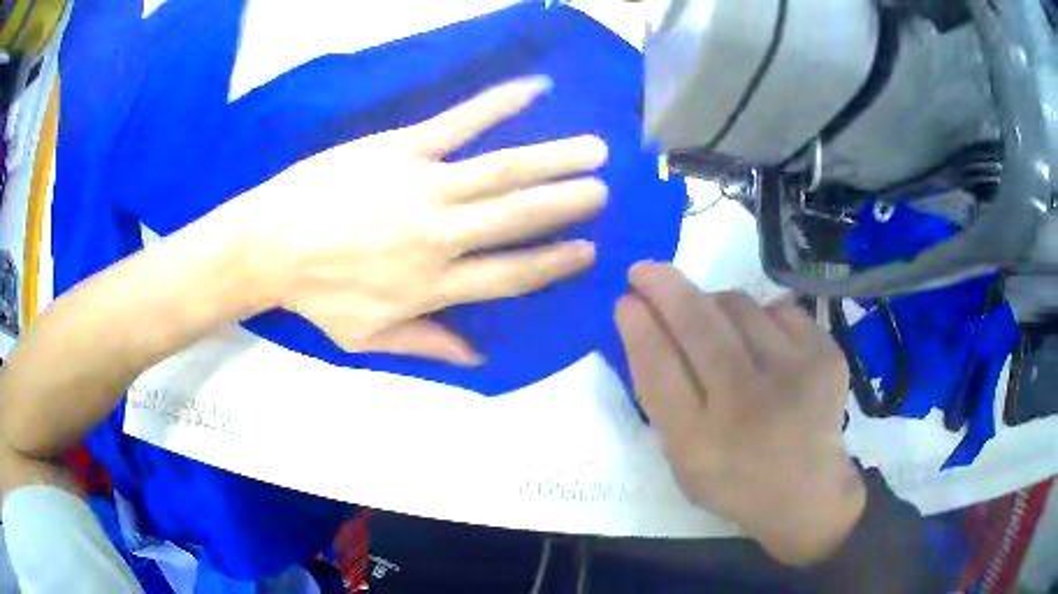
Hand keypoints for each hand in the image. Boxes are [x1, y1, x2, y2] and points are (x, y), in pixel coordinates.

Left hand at [231, 77, 607, 363]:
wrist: (270, 245)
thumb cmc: (317, 295)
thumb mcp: (367, 338)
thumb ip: (428, 345)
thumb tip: (479, 359)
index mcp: (434, 285)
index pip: (511, 276)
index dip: (554, 264)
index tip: (587, 251)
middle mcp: (440, 236)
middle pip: (518, 219)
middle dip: (567, 205)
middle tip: (603, 191)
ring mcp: (423, 186)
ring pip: (502, 172)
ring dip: (554, 160)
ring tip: (595, 150)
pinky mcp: (402, 148)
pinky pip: (459, 122)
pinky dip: (499, 104)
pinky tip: (536, 89)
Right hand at [615, 263, 864, 566]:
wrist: (806, 492)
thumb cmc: (734, 478)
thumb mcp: (682, 458)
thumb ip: (661, 398)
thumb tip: (644, 323)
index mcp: (700, 442)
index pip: (658, 368)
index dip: (638, 326)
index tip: (625, 299)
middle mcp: (747, 405)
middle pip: (698, 324)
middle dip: (664, 287)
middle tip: (645, 271)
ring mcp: (795, 375)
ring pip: (739, 305)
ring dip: (716, 306)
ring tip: (721, 330)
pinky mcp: (826, 356)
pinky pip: (778, 310)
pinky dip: (762, 318)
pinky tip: (765, 347)